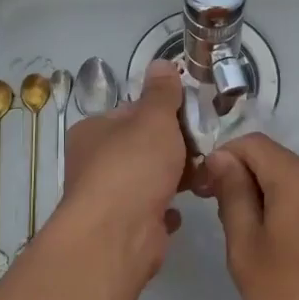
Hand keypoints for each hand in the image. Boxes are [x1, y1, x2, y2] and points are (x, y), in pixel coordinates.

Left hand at [53, 61, 188, 292]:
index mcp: (93, 132)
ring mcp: (107, 197)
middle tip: (205, 147)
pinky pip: (151, 209)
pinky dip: (167, 207)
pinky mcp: (123, 227)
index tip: (191, 117)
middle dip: (174, 147)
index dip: (162, 113)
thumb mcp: (154, 119)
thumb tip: (162, 63)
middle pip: (142, 147)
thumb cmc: (133, 166)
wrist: (118, 235)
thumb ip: (162, 93)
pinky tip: (182, 207)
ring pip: (147, 179)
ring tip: (204, 175)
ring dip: (175, 177)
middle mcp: (94, 163)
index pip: (131, 113)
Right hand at [200, 134, 298, 299]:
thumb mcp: (247, 247)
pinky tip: (278, 252)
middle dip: (242, 180)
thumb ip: (233, 195)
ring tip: (248, 242)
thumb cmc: (294, 294)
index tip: (203, 192)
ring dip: (264, 199)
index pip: (252, 143)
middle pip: (274, 161)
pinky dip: (287, 213)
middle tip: (220, 220)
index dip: (221, 158)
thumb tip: (222, 158)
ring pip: (293, 184)